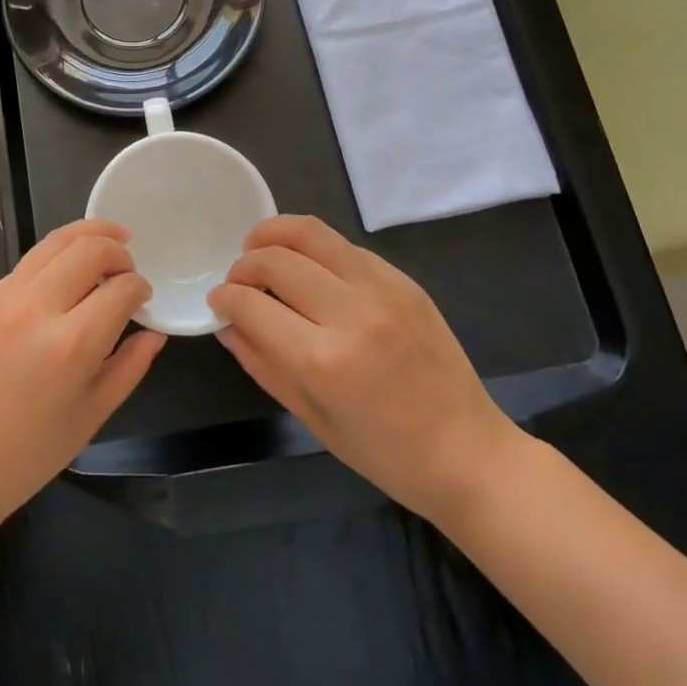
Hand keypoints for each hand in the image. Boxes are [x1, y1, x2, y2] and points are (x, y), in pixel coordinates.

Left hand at [0, 220, 165, 534]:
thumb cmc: (26, 456)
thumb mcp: (91, 417)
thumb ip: (129, 367)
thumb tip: (153, 332)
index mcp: (71, 344)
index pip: (121, 289)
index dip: (140, 288)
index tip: (143, 297)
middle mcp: (37, 308)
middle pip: (89, 248)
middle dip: (119, 249)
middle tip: (128, 266)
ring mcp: (3, 298)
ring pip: (55, 242)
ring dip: (88, 235)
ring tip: (109, 239)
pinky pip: (27, 263)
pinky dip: (55, 257)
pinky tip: (65, 272)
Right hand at [209, 215, 518, 525]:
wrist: (468, 452)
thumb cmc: (384, 452)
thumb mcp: (311, 418)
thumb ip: (262, 363)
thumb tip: (227, 323)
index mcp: (323, 361)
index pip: (252, 304)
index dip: (225, 297)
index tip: (218, 300)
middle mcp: (351, 314)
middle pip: (276, 259)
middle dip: (244, 264)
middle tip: (238, 279)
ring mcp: (382, 290)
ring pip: (310, 233)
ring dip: (274, 234)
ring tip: (260, 248)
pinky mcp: (403, 280)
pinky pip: (345, 246)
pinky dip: (314, 248)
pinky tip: (308, 267)